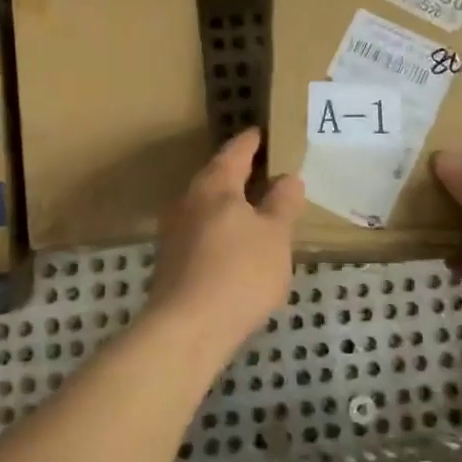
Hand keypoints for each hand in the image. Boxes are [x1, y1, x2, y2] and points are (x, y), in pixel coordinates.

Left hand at [146, 128, 305, 367]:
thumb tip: (289, 178)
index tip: (260, 132)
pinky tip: (235, 247)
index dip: (250, 142)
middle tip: (262, 169)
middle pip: (215, 178)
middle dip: (237, 173)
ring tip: (253, 209)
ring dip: (228, 205)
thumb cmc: (238, 272)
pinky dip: (220, 231)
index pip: (234, 153)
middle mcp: (188, 202)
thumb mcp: (275, 237)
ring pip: (205, 208)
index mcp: (214, 186)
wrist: (187, 328)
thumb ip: (282, 205)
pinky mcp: (171, 263)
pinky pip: (201, 234)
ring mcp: (174, 233)